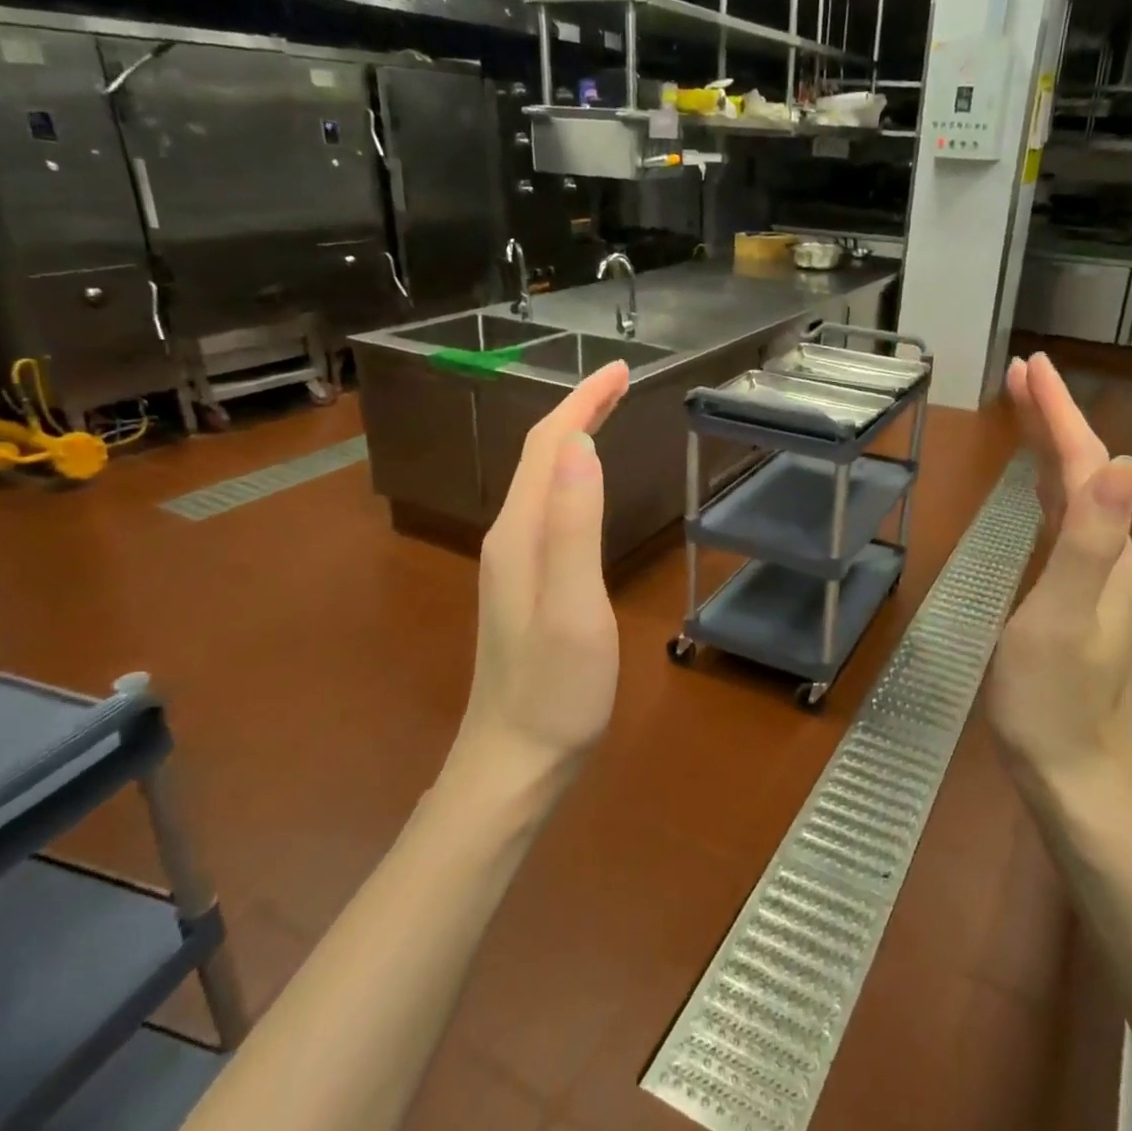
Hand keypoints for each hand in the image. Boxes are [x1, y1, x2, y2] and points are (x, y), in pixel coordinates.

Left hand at [456, 361, 630, 779]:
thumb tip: (582, 442)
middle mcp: (510, 536)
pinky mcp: (526, 584)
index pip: (549, 444)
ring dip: (574, 438)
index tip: (621, 369)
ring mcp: (514, 561)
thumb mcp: (573, 607)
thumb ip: (575, 524)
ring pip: (543, 479)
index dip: (582, 400)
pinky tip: (588, 485)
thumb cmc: (555, 690)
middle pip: (542, 454)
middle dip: (578, 408)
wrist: (514, 761)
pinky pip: (548, 507)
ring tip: (608, 415)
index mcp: (521, 532)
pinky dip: (572, 476)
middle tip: (621, 382)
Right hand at [989, 356, 1131, 828]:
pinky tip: (1035, 490)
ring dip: (1051, 447)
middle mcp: (1110, 556)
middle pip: (1084, 470)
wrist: (1073, 777)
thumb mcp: (1062, 619)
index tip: (1029, 366)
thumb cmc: (1054, 701)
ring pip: (1075, 494)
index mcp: (1107, 552)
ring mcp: (1095, 579)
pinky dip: (1047, 488)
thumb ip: (1088, 542)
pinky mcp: (1074, 597)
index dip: (1058, 413)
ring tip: (1025, 412)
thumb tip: (1120, 463)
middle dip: (1055, 417)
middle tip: (1021, 375)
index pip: (1085, 463)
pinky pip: (1062, 522)